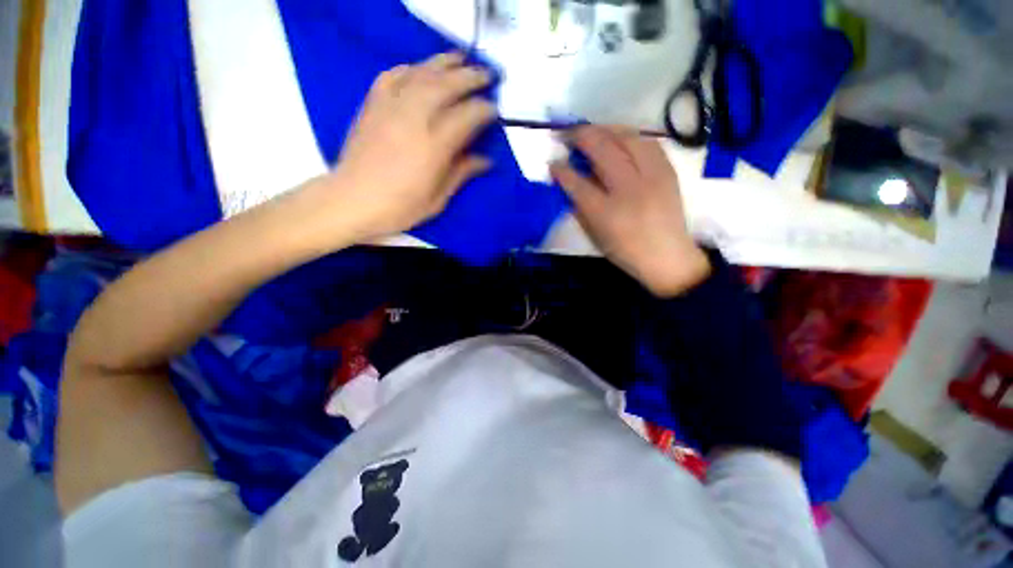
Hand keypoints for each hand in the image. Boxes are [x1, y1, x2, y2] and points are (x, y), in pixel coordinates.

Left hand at [322, 52, 495, 241]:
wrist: (352, 201)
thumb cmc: (399, 207)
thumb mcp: (437, 199)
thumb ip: (461, 173)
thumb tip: (485, 160)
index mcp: (434, 146)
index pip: (466, 117)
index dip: (484, 110)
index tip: (494, 110)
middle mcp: (414, 118)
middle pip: (446, 86)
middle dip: (470, 77)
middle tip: (486, 75)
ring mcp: (390, 107)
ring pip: (421, 73)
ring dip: (444, 63)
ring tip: (460, 58)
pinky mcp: (372, 105)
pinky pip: (392, 76)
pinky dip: (409, 68)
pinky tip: (419, 69)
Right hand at [550, 125, 709, 296]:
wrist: (668, 257)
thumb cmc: (625, 251)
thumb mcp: (595, 235)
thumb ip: (580, 207)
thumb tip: (568, 182)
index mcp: (607, 213)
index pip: (577, 183)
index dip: (561, 170)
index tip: (552, 163)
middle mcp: (629, 189)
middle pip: (603, 150)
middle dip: (580, 136)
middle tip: (567, 134)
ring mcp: (652, 177)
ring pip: (627, 137)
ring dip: (605, 129)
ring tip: (592, 131)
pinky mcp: (668, 171)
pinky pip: (648, 142)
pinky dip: (629, 136)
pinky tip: (619, 138)